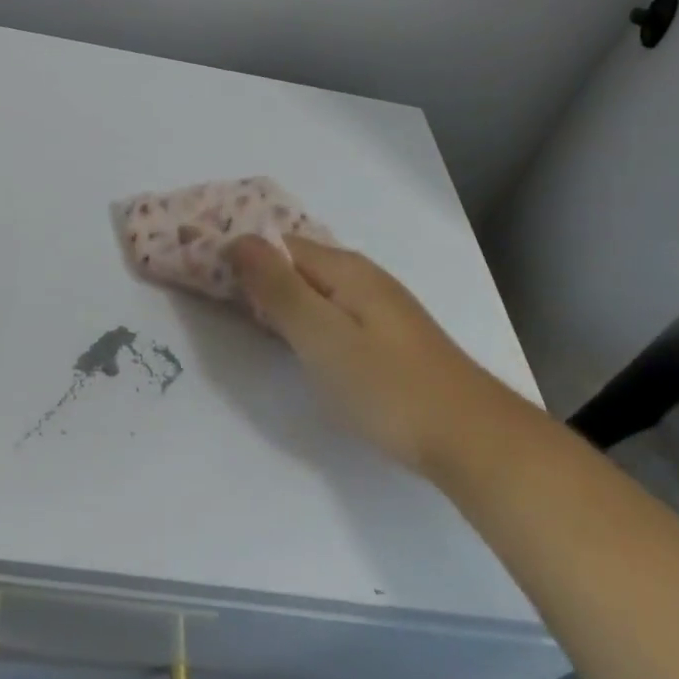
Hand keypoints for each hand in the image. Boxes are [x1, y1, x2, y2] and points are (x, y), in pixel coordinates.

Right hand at [227, 236, 477, 471]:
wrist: (474, 440)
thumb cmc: (388, 388)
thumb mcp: (321, 337)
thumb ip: (278, 288)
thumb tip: (238, 239)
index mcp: (344, 269)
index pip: (277, 244)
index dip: (241, 255)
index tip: (204, 276)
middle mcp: (362, 276)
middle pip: (296, 263)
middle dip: (258, 275)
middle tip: (217, 301)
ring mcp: (380, 307)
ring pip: (315, 289)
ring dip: (281, 297)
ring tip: (248, 320)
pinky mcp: (389, 338)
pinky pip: (333, 311)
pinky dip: (306, 318)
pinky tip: (300, 342)